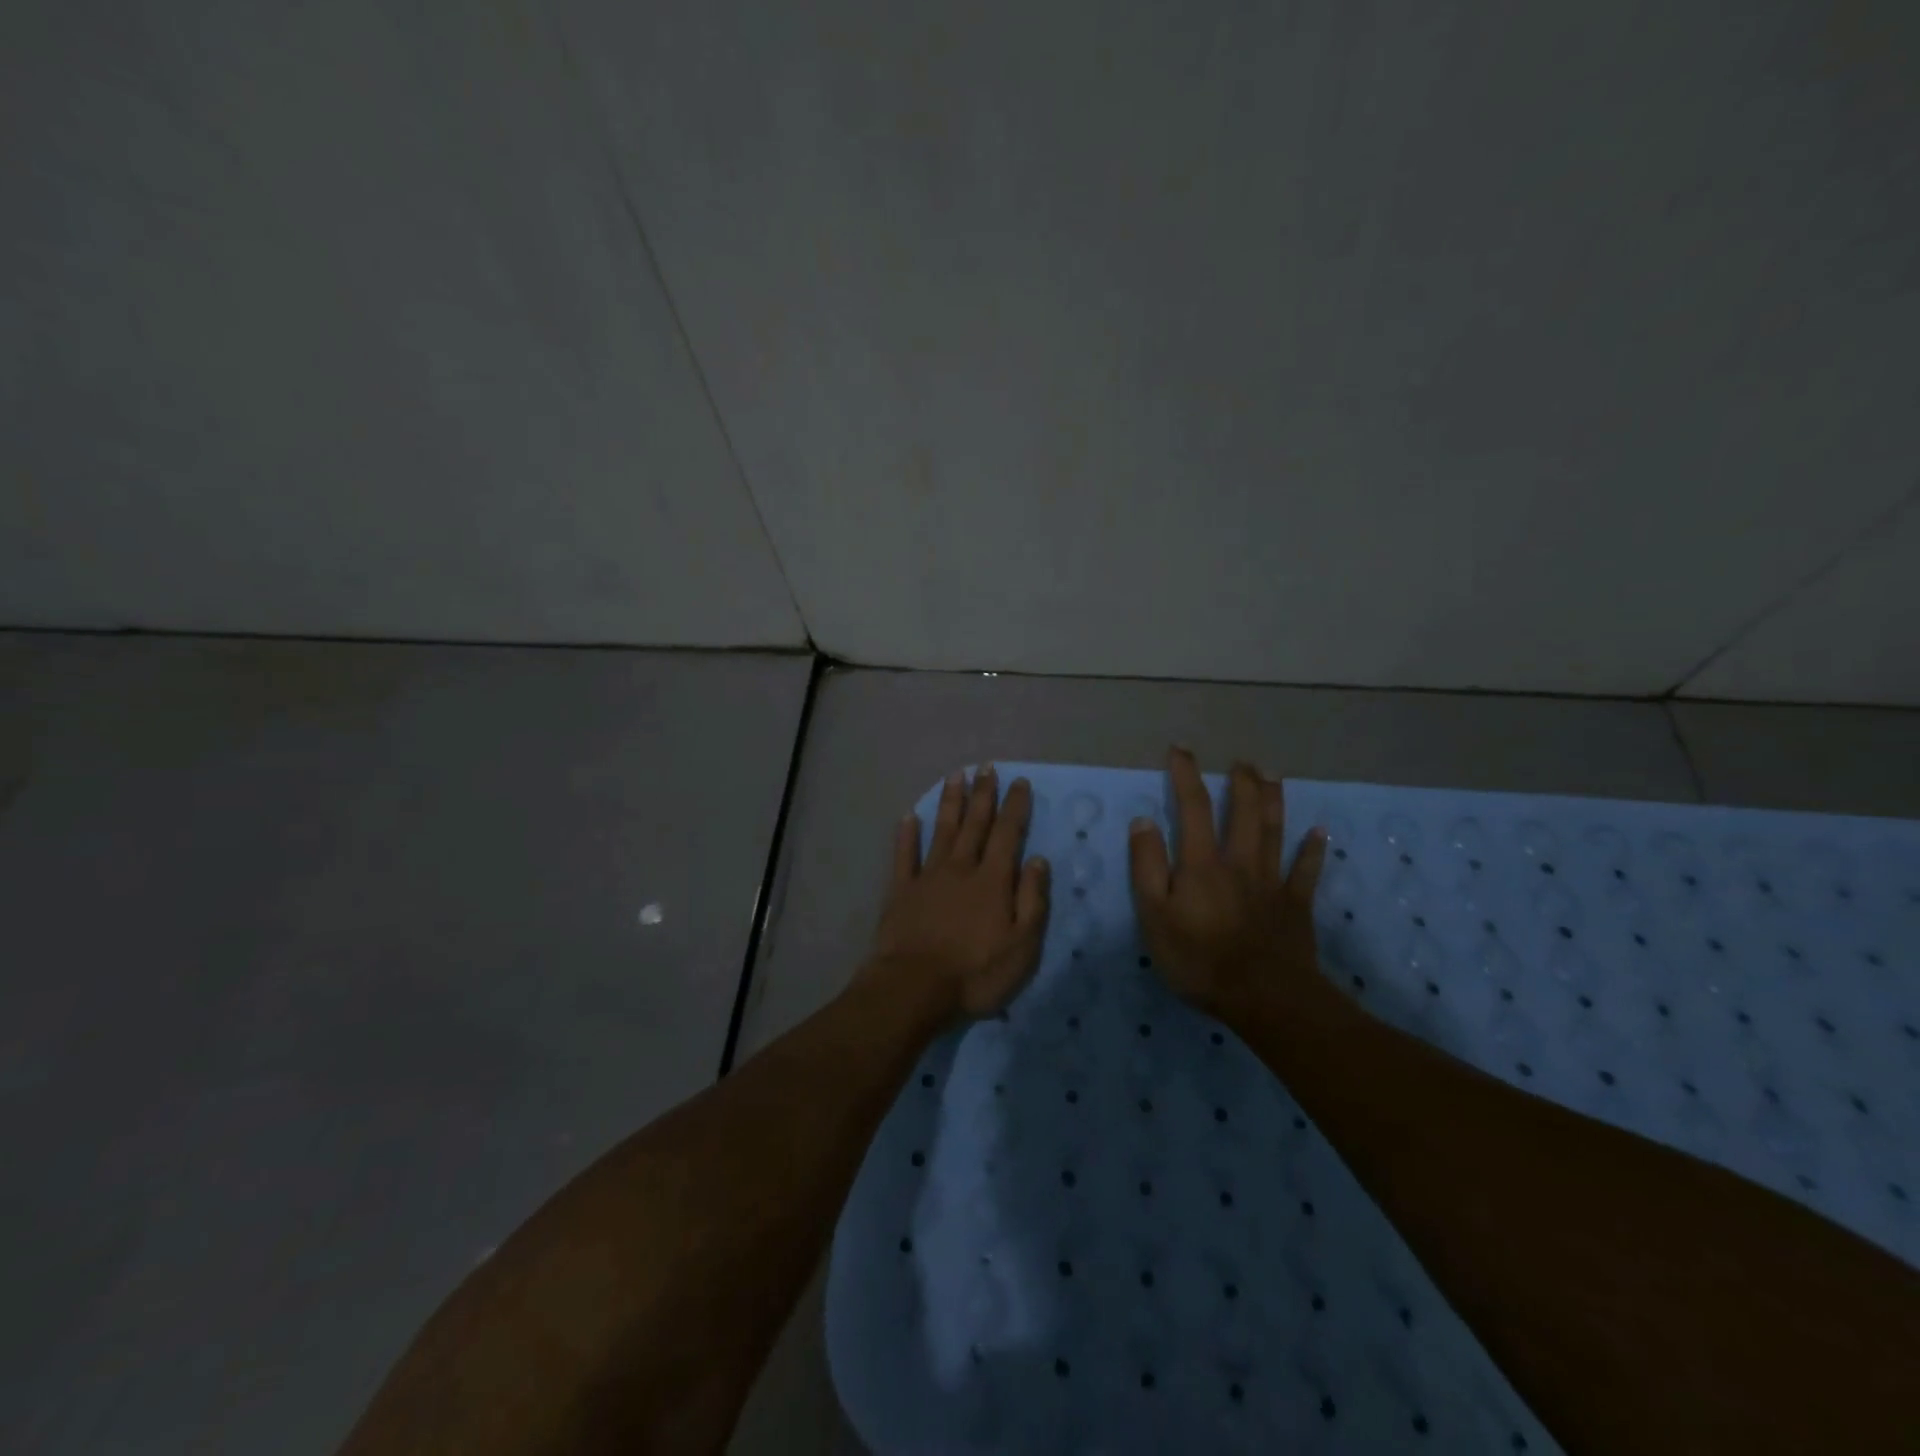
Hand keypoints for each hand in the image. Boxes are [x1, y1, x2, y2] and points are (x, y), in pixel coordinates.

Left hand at [865, 765, 1050, 1018]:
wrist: (914, 988)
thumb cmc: (975, 973)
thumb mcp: (1022, 946)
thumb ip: (1032, 900)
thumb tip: (1038, 860)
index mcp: (992, 880)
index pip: (1008, 834)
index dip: (1015, 807)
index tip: (1019, 782)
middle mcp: (961, 868)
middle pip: (974, 824)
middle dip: (983, 794)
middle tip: (987, 767)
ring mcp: (928, 876)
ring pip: (941, 830)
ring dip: (950, 802)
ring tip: (955, 776)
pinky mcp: (901, 890)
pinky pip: (904, 855)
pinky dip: (906, 835)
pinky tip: (908, 816)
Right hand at [1128, 748, 1327, 1017]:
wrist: (1264, 997)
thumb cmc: (1199, 959)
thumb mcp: (1154, 916)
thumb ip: (1147, 866)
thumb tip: (1144, 821)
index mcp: (1202, 863)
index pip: (1192, 807)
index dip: (1186, 775)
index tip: (1180, 750)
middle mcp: (1239, 862)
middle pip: (1242, 812)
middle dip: (1240, 782)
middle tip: (1241, 761)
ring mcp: (1271, 882)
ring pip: (1274, 832)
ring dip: (1274, 801)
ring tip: (1273, 775)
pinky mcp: (1296, 905)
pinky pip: (1306, 872)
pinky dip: (1314, 850)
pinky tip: (1320, 832)